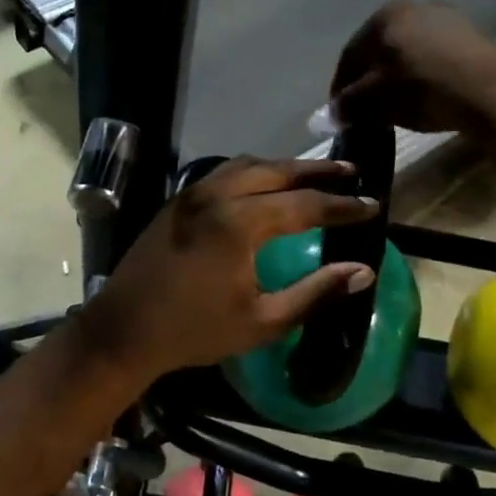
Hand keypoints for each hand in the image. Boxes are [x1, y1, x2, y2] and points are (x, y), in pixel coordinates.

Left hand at [77, 157, 378, 381]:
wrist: (123, 330)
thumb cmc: (194, 330)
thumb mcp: (262, 321)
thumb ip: (314, 293)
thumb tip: (362, 272)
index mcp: (239, 223)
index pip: (303, 204)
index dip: (341, 205)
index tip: (372, 204)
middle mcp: (216, 195)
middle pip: (276, 170)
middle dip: (316, 170)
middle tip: (350, 170)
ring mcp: (193, 194)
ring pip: (247, 165)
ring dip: (283, 167)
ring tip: (313, 174)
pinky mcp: (178, 201)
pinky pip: (224, 172)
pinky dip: (253, 172)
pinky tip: (265, 185)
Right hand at [331, 0, 495, 134]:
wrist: (492, 91)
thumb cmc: (424, 89)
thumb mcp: (377, 100)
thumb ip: (349, 104)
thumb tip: (332, 113)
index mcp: (384, 15)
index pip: (350, 54)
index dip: (340, 85)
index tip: (338, 111)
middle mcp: (414, 7)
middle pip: (379, 49)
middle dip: (369, 79)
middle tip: (365, 108)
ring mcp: (446, 18)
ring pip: (408, 51)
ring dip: (396, 76)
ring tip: (395, 104)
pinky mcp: (472, 35)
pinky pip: (434, 56)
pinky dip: (423, 74)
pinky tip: (425, 95)